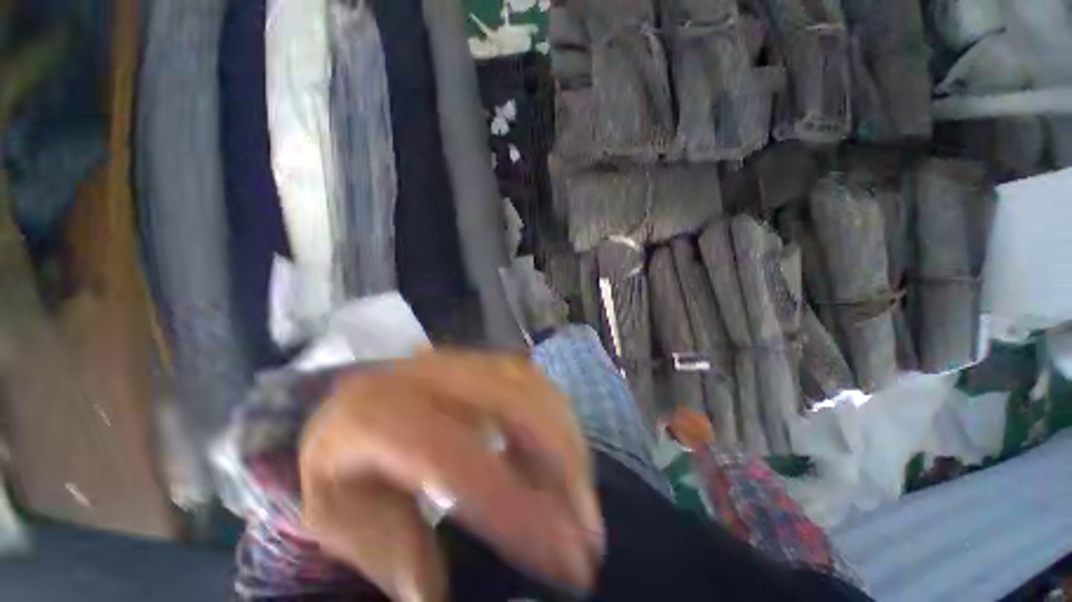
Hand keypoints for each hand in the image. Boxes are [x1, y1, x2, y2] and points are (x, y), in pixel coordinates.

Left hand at [298, 350, 604, 601]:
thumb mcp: (332, 510)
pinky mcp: (488, 360)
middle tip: (589, 532)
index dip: (511, 506)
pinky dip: (561, 422)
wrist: (358, 395)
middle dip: (562, 466)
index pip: (453, 455)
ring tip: (580, 502)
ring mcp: (468, 359)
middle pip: (514, 405)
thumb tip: (434, 593)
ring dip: (568, 445)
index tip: (561, 560)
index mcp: (380, 411)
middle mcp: (432, 372)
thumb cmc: (342, 454)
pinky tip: (562, 461)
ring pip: (536, 390)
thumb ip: (380, 547)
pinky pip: (540, 384)